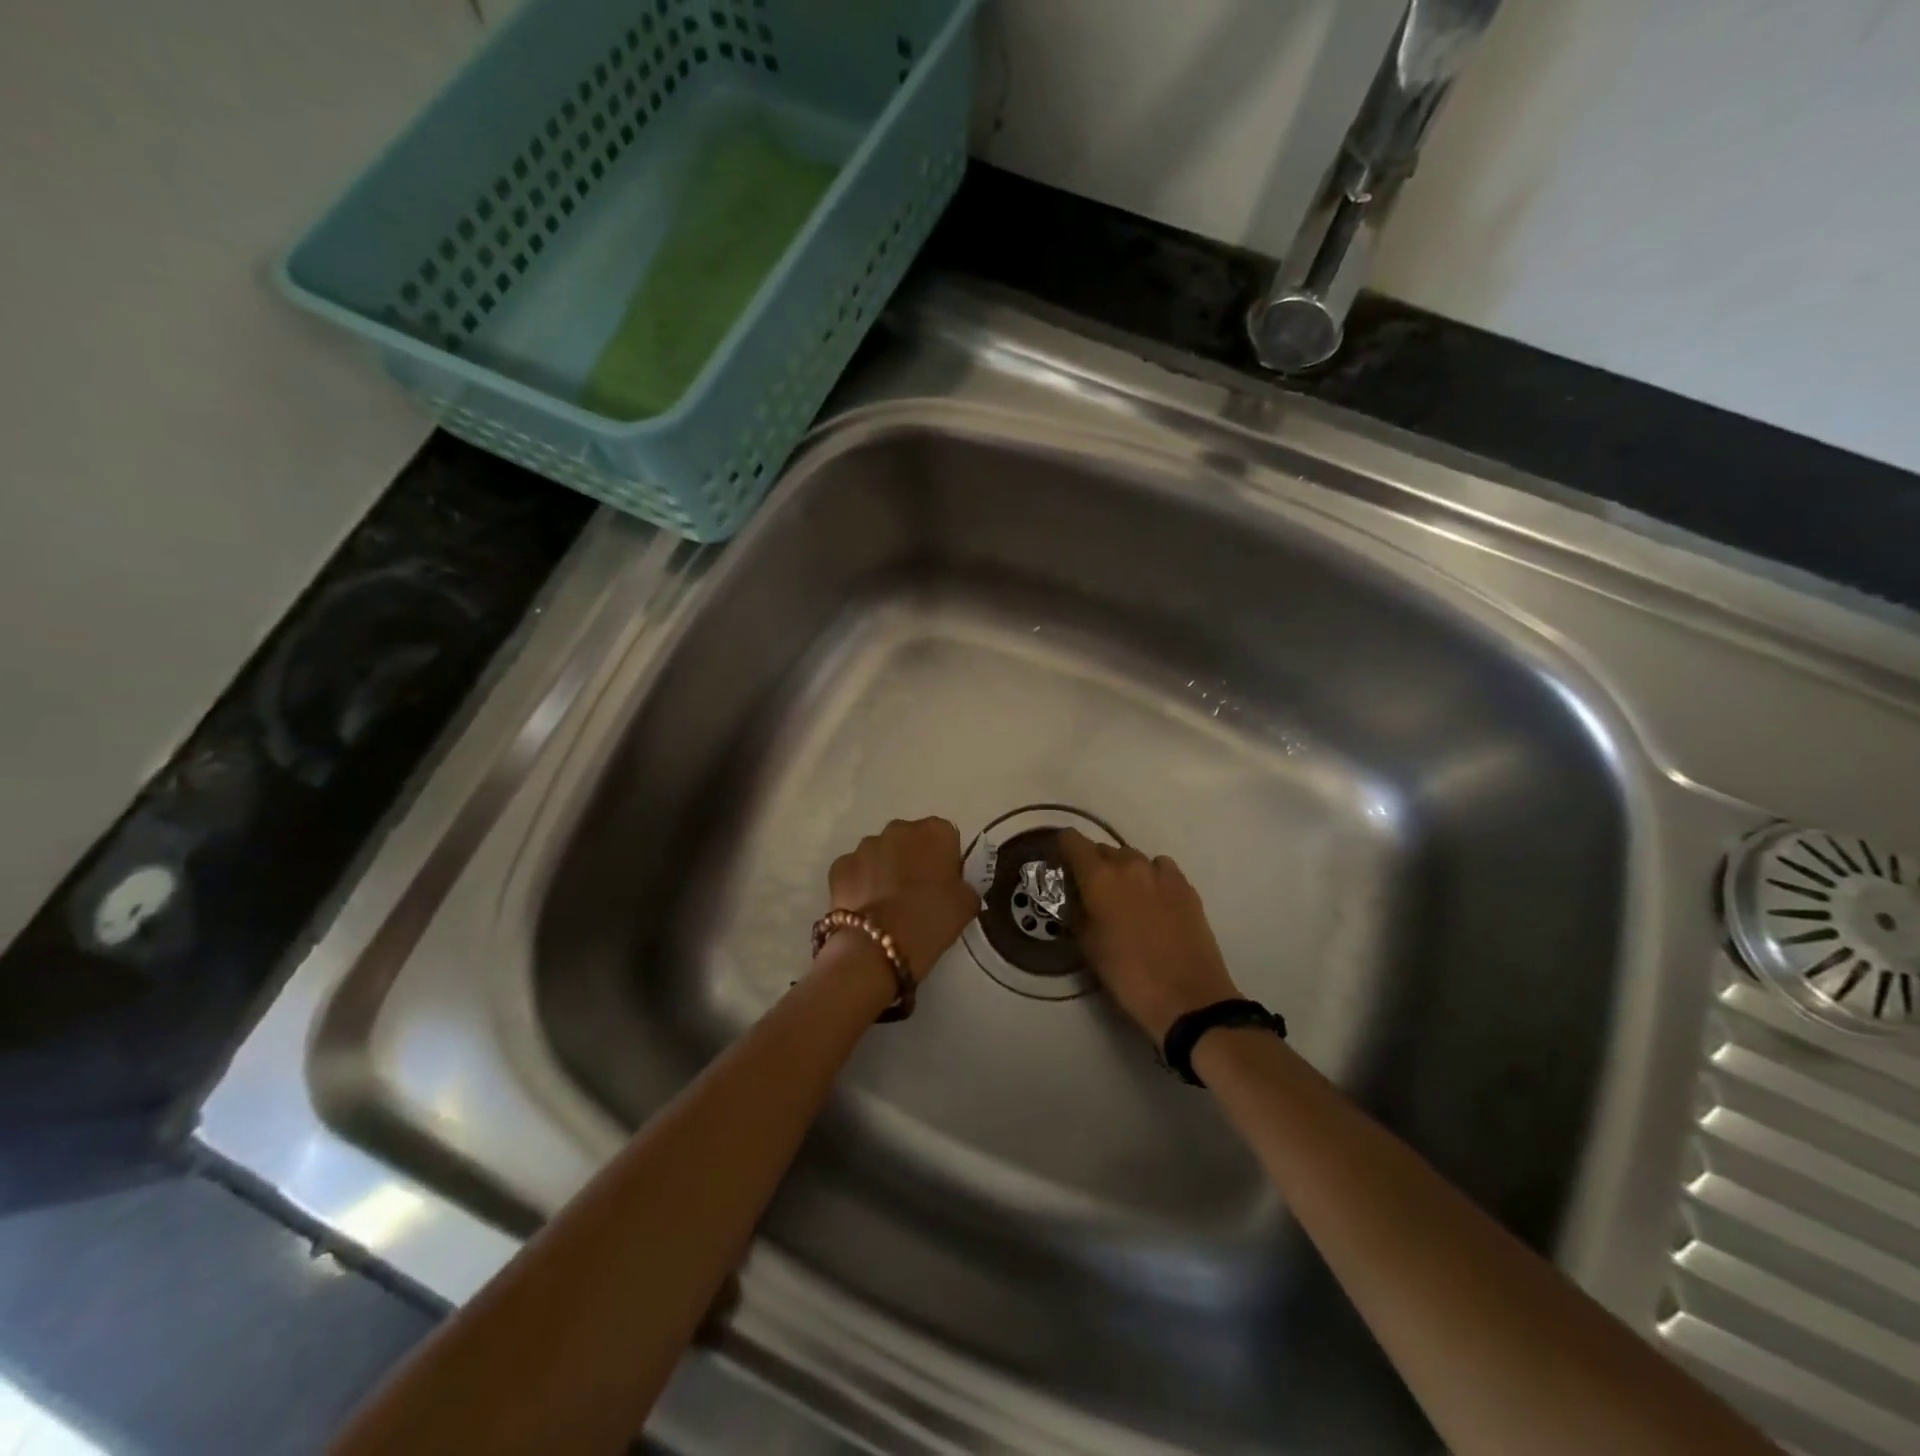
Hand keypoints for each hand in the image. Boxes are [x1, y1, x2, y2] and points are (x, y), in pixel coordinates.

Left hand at [827, 818, 979, 983]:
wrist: (877, 947)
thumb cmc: (930, 920)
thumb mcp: (966, 904)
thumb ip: (964, 885)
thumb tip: (956, 886)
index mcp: (935, 831)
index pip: (945, 837)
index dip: (945, 860)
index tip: (944, 885)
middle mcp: (898, 829)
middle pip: (910, 840)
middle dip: (913, 860)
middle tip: (917, 894)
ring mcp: (864, 846)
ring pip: (880, 854)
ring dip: (884, 870)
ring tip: (888, 905)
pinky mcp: (839, 866)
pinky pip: (855, 871)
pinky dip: (859, 884)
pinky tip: (866, 909)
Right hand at [1057, 829, 1241, 1043]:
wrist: (1188, 998)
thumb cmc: (1128, 975)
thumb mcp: (1088, 946)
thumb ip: (1076, 912)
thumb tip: (1073, 897)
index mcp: (1099, 878)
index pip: (1073, 841)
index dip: (1063, 849)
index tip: (1061, 866)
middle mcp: (1129, 865)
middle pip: (1104, 849)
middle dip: (1093, 865)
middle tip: (1091, 893)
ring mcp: (1162, 874)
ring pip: (1134, 858)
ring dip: (1124, 871)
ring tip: (1125, 899)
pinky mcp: (1186, 887)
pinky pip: (1161, 869)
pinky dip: (1151, 878)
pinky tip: (1153, 902)